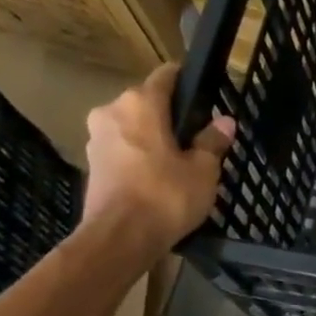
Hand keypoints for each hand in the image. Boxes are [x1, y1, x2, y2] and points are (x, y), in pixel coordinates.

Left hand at [82, 63, 234, 257]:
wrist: (119, 239)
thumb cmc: (165, 196)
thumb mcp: (203, 170)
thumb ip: (212, 142)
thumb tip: (224, 122)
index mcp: (140, 103)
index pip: (167, 76)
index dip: (188, 83)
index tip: (205, 98)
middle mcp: (112, 111)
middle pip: (147, 103)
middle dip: (170, 117)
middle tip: (196, 139)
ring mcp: (96, 138)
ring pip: (132, 128)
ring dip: (152, 139)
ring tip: (178, 162)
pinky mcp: (91, 165)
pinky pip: (122, 151)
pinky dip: (138, 158)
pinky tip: (157, 178)